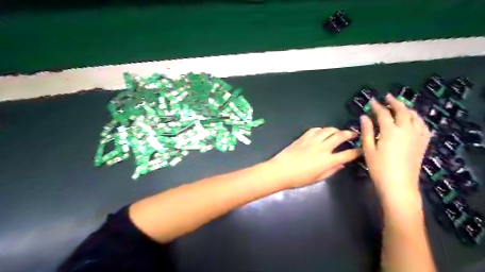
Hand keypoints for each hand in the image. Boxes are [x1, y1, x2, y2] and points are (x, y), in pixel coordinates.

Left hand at [271, 127, 360, 187]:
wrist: (280, 170)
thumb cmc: (298, 179)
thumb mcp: (317, 179)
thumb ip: (331, 171)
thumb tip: (341, 164)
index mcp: (327, 160)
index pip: (347, 154)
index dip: (357, 151)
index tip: (361, 150)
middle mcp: (322, 148)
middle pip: (340, 136)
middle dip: (350, 133)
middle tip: (354, 134)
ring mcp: (312, 141)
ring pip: (328, 130)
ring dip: (336, 129)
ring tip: (338, 132)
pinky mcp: (303, 137)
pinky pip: (315, 129)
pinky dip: (321, 129)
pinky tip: (322, 132)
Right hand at [359, 95, 431, 200]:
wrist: (398, 185)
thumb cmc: (379, 168)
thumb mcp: (368, 149)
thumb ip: (367, 131)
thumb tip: (364, 117)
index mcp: (390, 131)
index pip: (383, 114)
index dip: (377, 106)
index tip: (372, 101)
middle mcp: (406, 130)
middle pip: (402, 111)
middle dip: (394, 102)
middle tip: (388, 97)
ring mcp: (417, 137)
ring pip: (414, 117)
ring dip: (407, 108)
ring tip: (400, 105)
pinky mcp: (422, 144)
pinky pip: (423, 127)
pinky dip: (418, 119)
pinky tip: (414, 120)